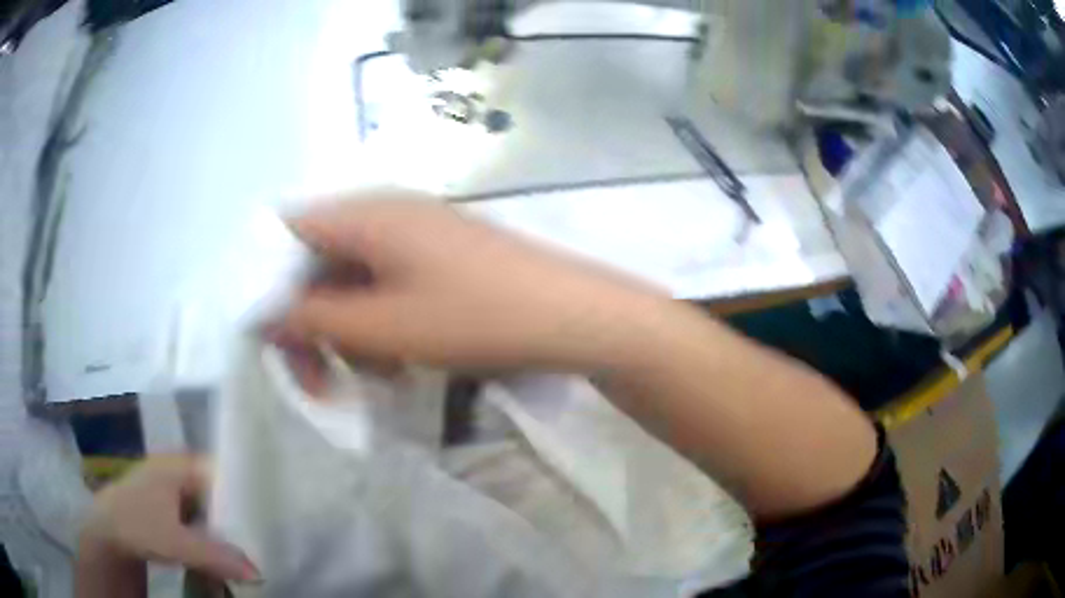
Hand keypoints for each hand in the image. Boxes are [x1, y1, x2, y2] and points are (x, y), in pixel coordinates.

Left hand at [78, 456, 258, 582]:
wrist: (106, 532)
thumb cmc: (136, 523)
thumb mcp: (174, 541)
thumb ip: (214, 554)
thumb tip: (259, 572)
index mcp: (180, 464)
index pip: (224, 471)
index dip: (247, 492)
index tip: (272, 518)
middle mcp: (179, 471)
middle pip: (220, 492)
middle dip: (241, 516)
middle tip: (268, 540)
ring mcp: (174, 490)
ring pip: (212, 508)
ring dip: (229, 530)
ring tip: (255, 549)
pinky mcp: (172, 510)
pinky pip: (202, 520)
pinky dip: (216, 536)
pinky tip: (228, 554)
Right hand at [278, 192, 666, 370]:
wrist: (573, 316)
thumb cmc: (477, 318)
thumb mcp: (383, 327)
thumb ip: (313, 319)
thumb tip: (264, 315)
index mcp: (366, 213)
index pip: (286, 233)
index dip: (266, 283)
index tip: (272, 338)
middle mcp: (385, 211)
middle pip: (317, 261)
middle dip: (310, 322)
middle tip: (320, 382)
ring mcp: (416, 231)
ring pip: (351, 280)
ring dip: (347, 331)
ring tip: (375, 375)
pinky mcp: (439, 255)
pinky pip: (385, 285)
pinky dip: (379, 323)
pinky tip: (400, 360)